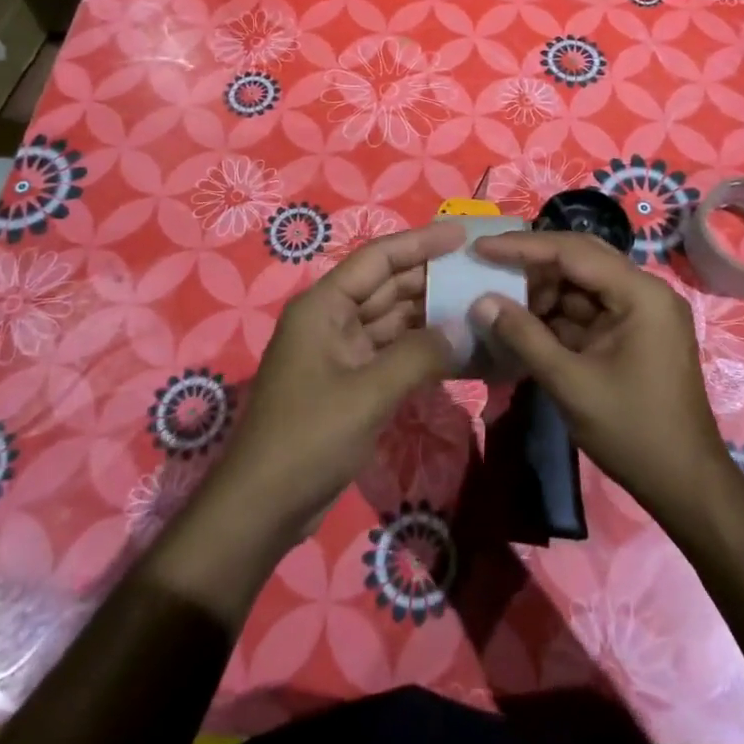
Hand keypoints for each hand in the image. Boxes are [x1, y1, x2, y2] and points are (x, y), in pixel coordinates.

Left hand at [207, 219, 466, 541]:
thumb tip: (464, 329)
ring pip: (394, 320)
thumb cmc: (308, 437)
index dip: (420, 242)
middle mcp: (332, 320)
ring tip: (478, 306)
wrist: (263, 507)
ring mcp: (341, 352)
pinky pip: (393, 353)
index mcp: (324, 306)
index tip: (462, 236)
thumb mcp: (367, 393)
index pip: (378, 258)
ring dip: (431, 315)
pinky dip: (422, 350)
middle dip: (432, 278)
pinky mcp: (351, 382)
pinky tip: (458, 350)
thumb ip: (419, 356)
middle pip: (388, 286)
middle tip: (480, 272)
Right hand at [469, 230, 732, 519]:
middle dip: (532, 264)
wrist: (686, 485)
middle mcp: (645, 291)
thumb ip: (524, 337)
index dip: (522, 247)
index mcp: (640, 293)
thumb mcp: (571, 384)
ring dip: (542, 291)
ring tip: (500, 302)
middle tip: (486, 266)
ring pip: (582, 283)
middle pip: (579, 259)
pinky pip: (589, 309)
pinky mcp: (634, 332)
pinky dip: (557, 315)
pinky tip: (524, 324)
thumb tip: (481, 302)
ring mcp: (641, 312)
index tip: (481, 247)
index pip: (572, 251)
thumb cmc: (633, 432)